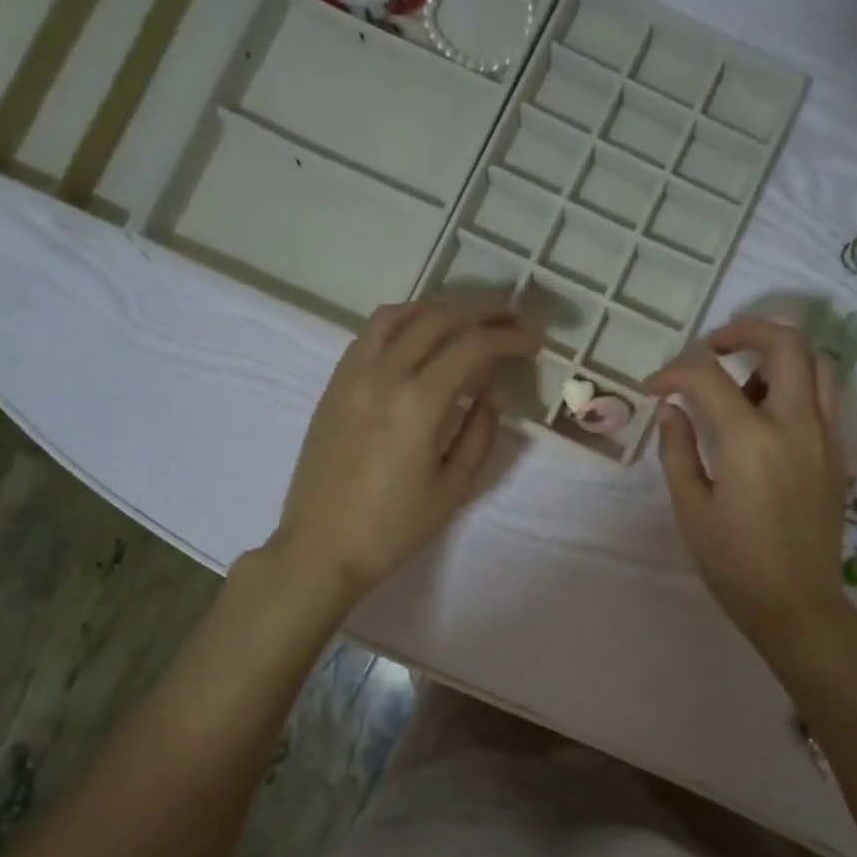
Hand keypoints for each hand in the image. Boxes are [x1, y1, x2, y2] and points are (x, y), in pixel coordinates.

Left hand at [269, 298, 540, 601]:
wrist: (321, 548)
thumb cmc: (393, 528)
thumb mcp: (453, 488)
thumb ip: (480, 433)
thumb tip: (492, 393)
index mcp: (418, 402)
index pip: (472, 346)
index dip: (510, 339)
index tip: (535, 343)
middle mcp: (383, 374)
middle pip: (439, 318)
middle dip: (483, 312)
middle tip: (513, 318)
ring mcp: (352, 374)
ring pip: (399, 314)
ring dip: (440, 308)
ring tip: (468, 320)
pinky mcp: (334, 384)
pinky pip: (370, 333)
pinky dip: (403, 322)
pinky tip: (421, 338)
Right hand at [646, 317, 850, 648]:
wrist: (797, 604)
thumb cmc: (734, 563)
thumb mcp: (691, 509)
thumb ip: (677, 451)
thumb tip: (672, 410)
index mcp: (750, 440)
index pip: (708, 378)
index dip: (674, 373)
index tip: (654, 388)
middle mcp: (796, 424)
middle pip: (785, 343)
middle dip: (744, 330)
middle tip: (712, 348)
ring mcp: (825, 436)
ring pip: (817, 363)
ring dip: (778, 356)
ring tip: (744, 382)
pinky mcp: (837, 453)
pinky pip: (824, 396)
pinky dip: (797, 384)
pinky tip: (767, 416)